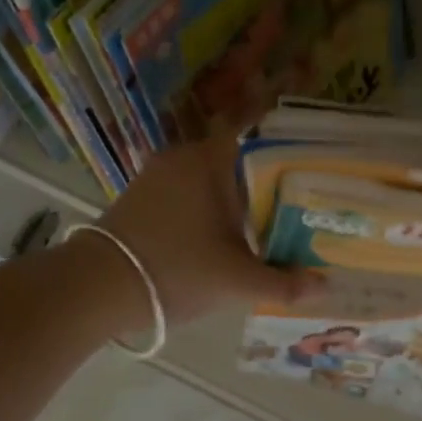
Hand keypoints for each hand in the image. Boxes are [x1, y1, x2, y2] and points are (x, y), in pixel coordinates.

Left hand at [86, 130, 320, 329]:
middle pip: (238, 159)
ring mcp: (157, 173)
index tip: (309, 168)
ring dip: (234, 196)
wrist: (96, 287)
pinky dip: (207, 205)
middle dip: (265, 181)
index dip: (287, 148)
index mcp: (211, 160)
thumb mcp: (237, 281)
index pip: (258, 133)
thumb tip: (325, 284)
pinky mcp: (140, 194)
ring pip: (210, 176)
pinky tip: (222, 234)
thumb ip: (284, 281)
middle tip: (295, 205)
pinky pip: (187, 190)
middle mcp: (184, 155)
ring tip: (265, 222)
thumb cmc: (176, 270)